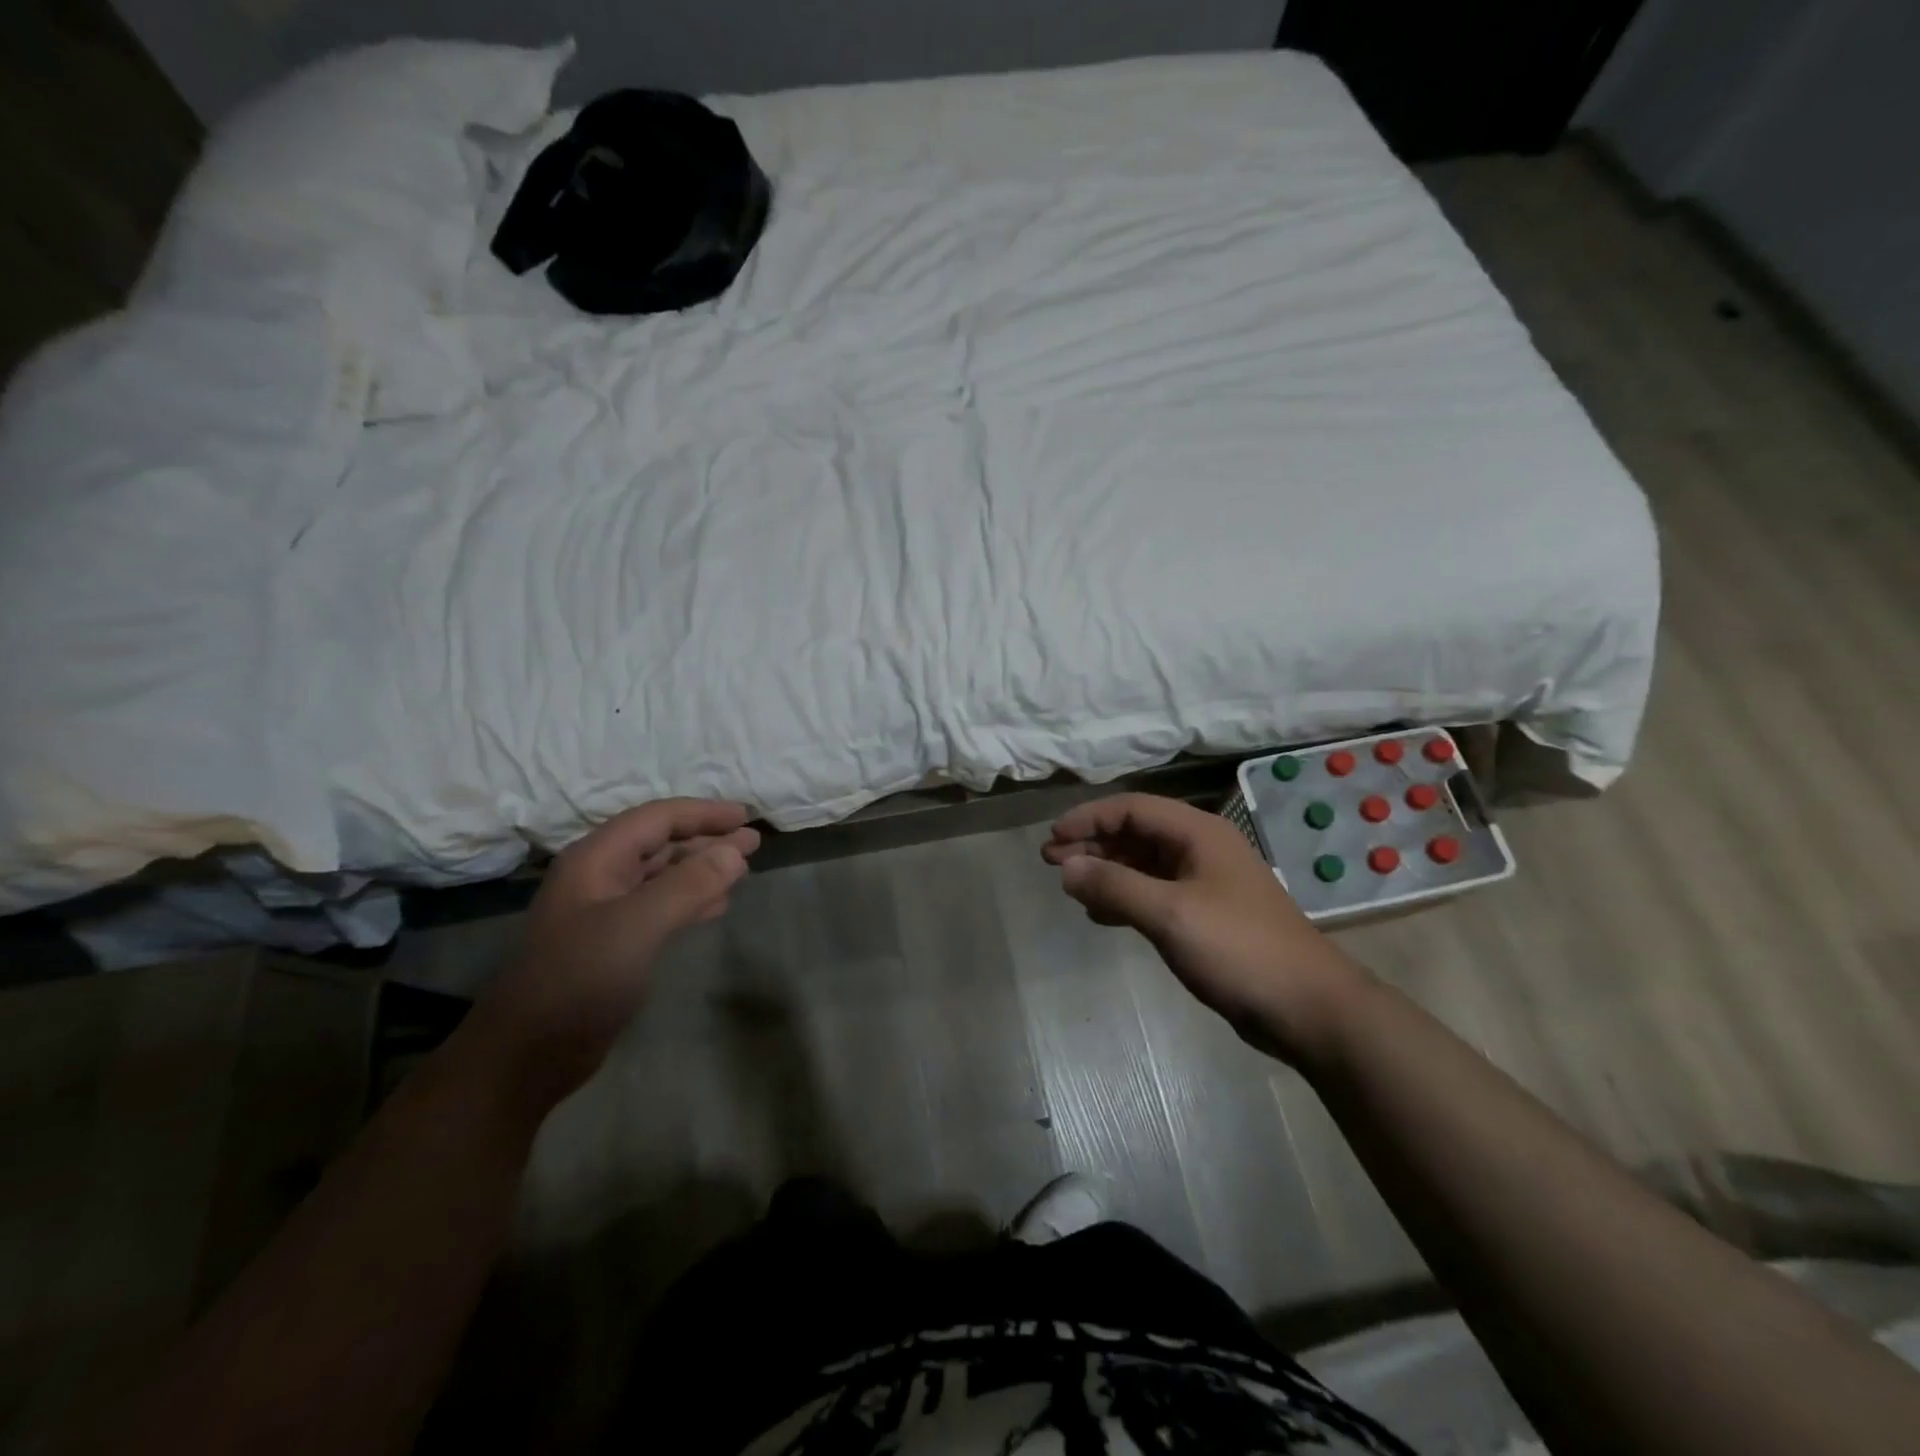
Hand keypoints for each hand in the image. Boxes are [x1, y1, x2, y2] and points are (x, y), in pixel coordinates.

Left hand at [471, 799, 760, 1104]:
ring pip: (662, 875)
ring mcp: (605, 911)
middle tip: (753, 842)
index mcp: (597, 860)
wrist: (526, 1056)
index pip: (657, 819)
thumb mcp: (636, 926)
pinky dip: (691, 899)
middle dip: (707, 839)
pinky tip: (717, 904)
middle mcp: (600, 877)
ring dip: (702, 868)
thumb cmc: (578, 981)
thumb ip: (687, 885)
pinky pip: (660, 906)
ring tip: (743, 869)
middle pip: (661, 843)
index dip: (703, 813)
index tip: (745, 817)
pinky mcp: (613, 943)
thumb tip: (736, 851)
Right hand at [1042, 794, 1368, 1063]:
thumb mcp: (1170, 914)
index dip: (1089, 818)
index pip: (1132, 808)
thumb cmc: (1238, 949)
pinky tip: (1101, 914)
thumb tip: (1066, 868)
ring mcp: (1206, 883)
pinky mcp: (1206, 916)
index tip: (1052, 839)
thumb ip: (1115, 886)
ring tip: (1069, 885)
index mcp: (1199, 833)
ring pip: (1144, 864)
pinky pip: (1155, 894)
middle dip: (1093, 843)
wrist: (1307, 1007)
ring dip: (1106, 870)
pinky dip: (1125, 897)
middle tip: (1050, 862)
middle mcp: (1202, 849)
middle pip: (1137, 833)